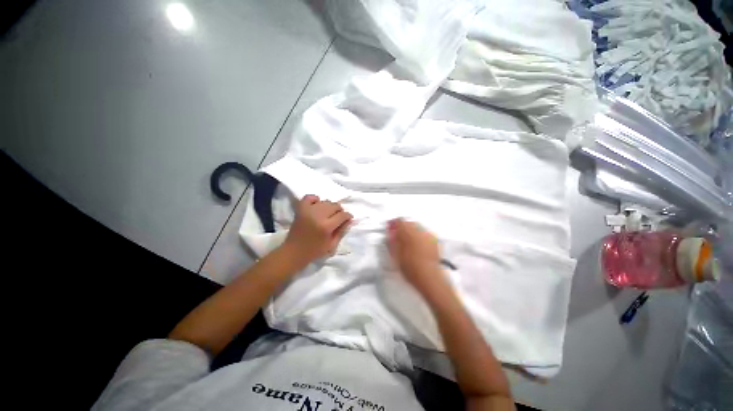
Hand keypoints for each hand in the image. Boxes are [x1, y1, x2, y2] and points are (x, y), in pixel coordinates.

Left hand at [282, 195, 352, 265]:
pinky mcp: (300, 209)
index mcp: (326, 227)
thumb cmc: (315, 251)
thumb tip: (349, 220)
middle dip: (339, 211)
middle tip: (337, 217)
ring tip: (327, 214)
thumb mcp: (332, 244)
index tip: (348, 218)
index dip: (348, 216)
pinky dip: (315, 199)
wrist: (294, 251)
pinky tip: (317, 205)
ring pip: (325, 201)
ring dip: (329, 206)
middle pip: (335, 206)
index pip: (342, 215)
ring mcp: (308, 211)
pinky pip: (309, 197)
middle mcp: (318, 216)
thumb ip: (342, 231)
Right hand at [387, 218, 447, 294]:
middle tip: (397, 236)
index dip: (393, 223)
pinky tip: (417, 245)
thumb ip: (392, 241)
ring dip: (411, 231)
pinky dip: (419, 236)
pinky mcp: (435, 241)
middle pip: (409, 222)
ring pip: (417, 227)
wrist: (429, 277)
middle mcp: (420, 231)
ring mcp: (428, 236)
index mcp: (408, 232)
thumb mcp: (396, 255)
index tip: (390, 228)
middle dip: (402, 227)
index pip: (399, 221)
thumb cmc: (411, 268)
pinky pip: (424, 234)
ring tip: (407, 242)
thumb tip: (391, 234)